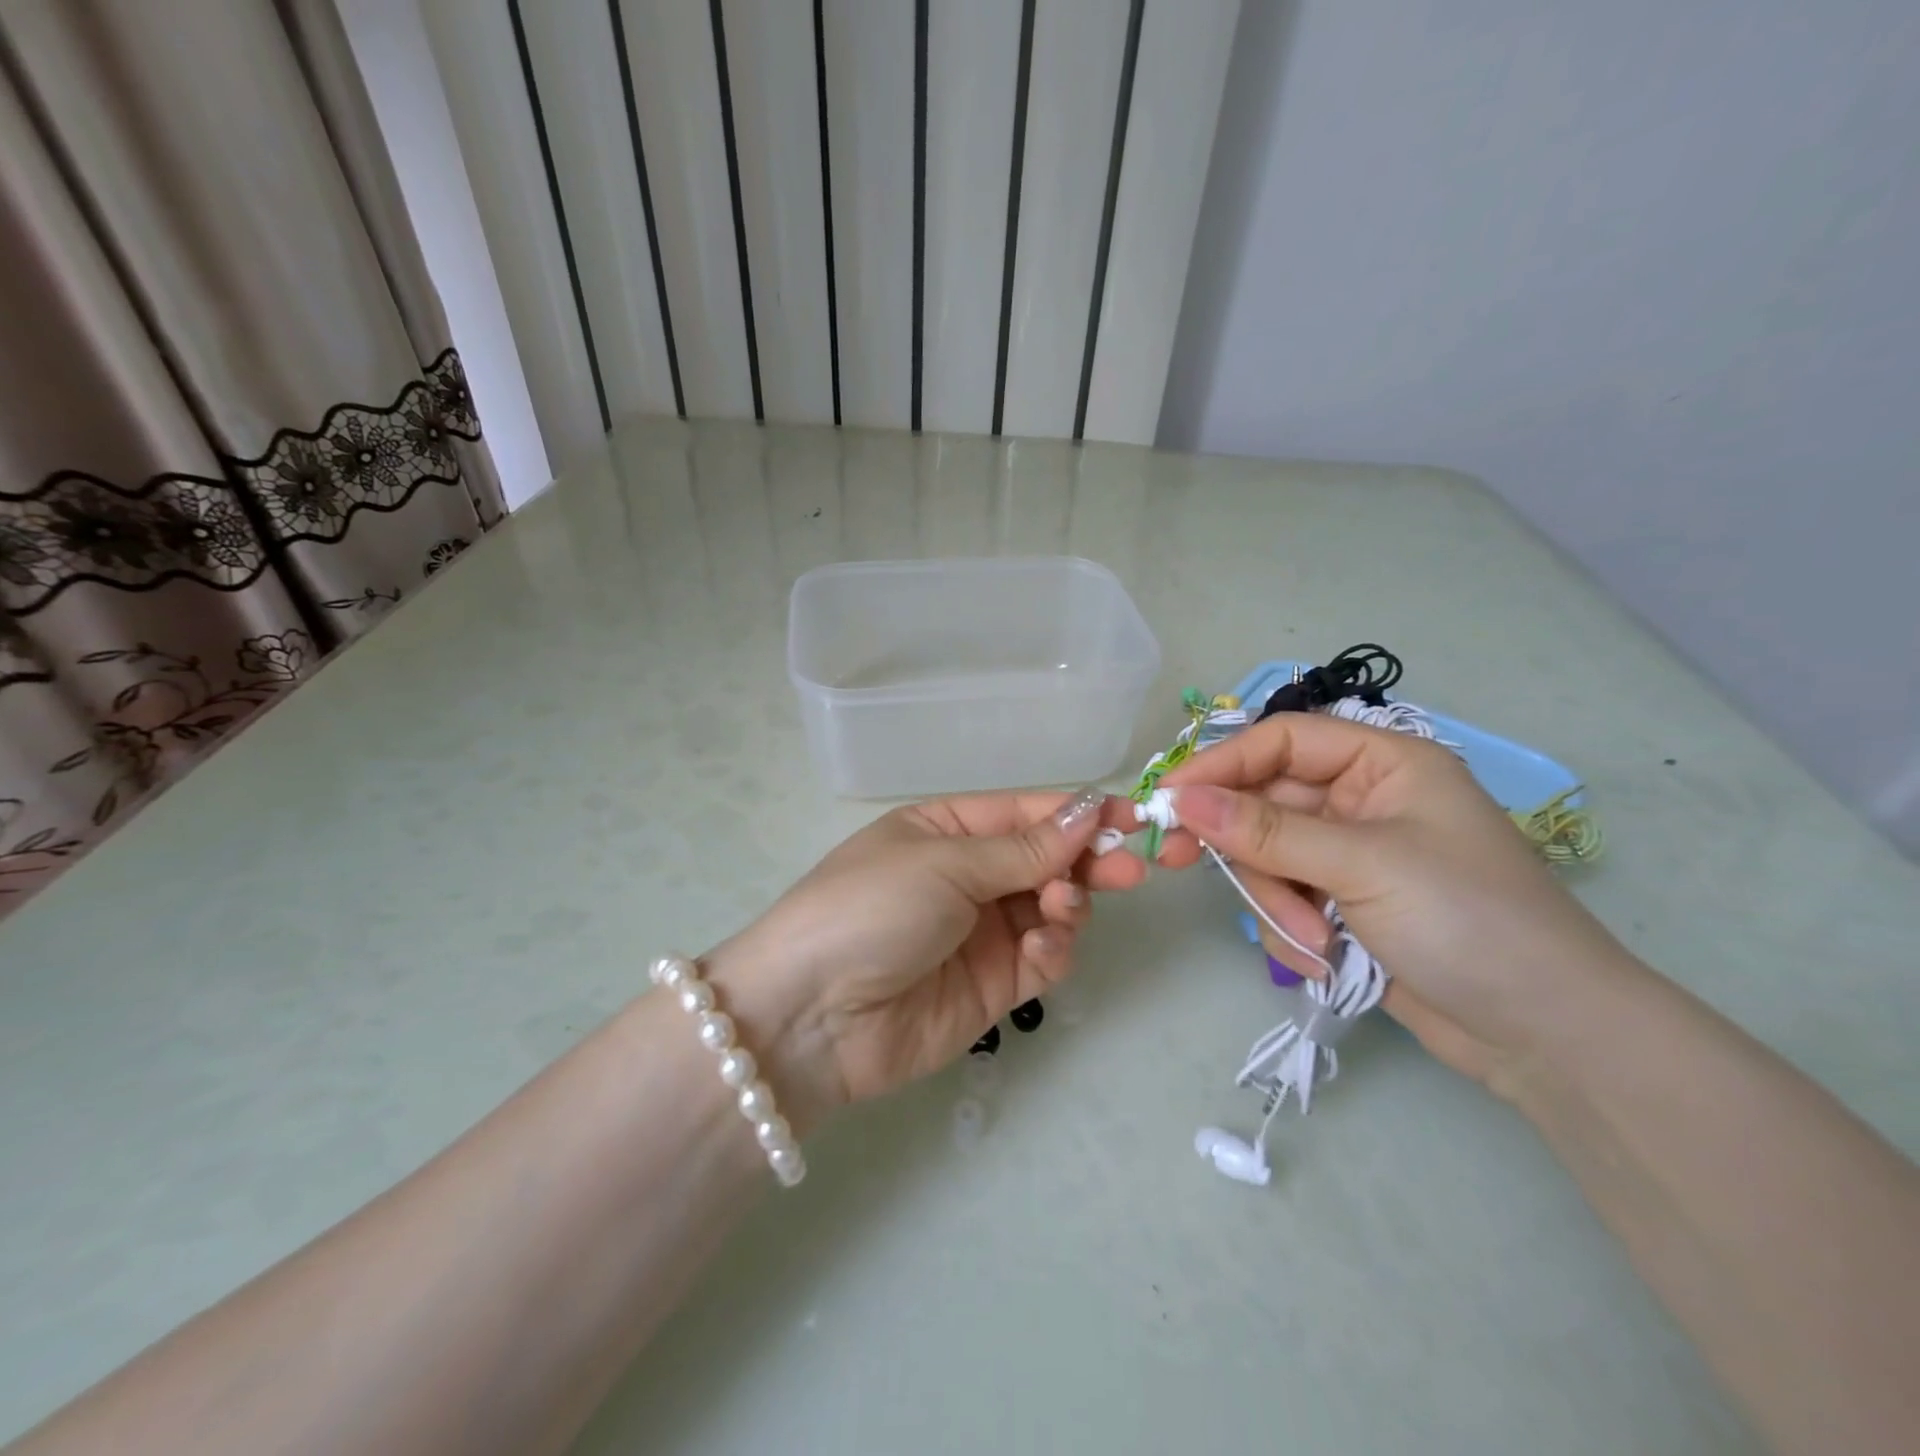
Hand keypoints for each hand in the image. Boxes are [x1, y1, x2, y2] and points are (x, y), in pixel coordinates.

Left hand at [703, 788, 1146, 1132]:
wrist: (811, 1018)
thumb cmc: (870, 909)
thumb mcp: (943, 864)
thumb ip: (1022, 848)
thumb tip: (1088, 811)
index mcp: (946, 831)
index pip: (1026, 813)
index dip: (1079, 813)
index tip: (1134, 816)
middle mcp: (967, 876)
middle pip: (1046, 860)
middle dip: (1088, 861)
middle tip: (1131, 868)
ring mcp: (981, 933)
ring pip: (1052, 908)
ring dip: (1069, 903)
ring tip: (1061, 906)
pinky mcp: (993, 986)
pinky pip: (1043, 959)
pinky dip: (1054, 950)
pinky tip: (1042, 948)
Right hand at [1155, 714, 1638, 1095]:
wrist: (1545, 1037)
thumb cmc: (1468, 920)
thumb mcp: (1362, 864)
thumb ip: (1266, 830)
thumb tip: (1181, 799)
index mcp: (1383, 764)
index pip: (1280, 741)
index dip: (1221, 764)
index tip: (1167, 798)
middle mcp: (1360, 800)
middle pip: (1263, 802)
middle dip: (1241, 846)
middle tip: (1174, 861)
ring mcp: (1348, 855)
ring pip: (1265, 856)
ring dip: (1275, 899)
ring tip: (1313, 939)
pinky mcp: (1340, 903)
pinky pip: (1282, 898)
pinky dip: (1290, 928)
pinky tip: (1325, 958)